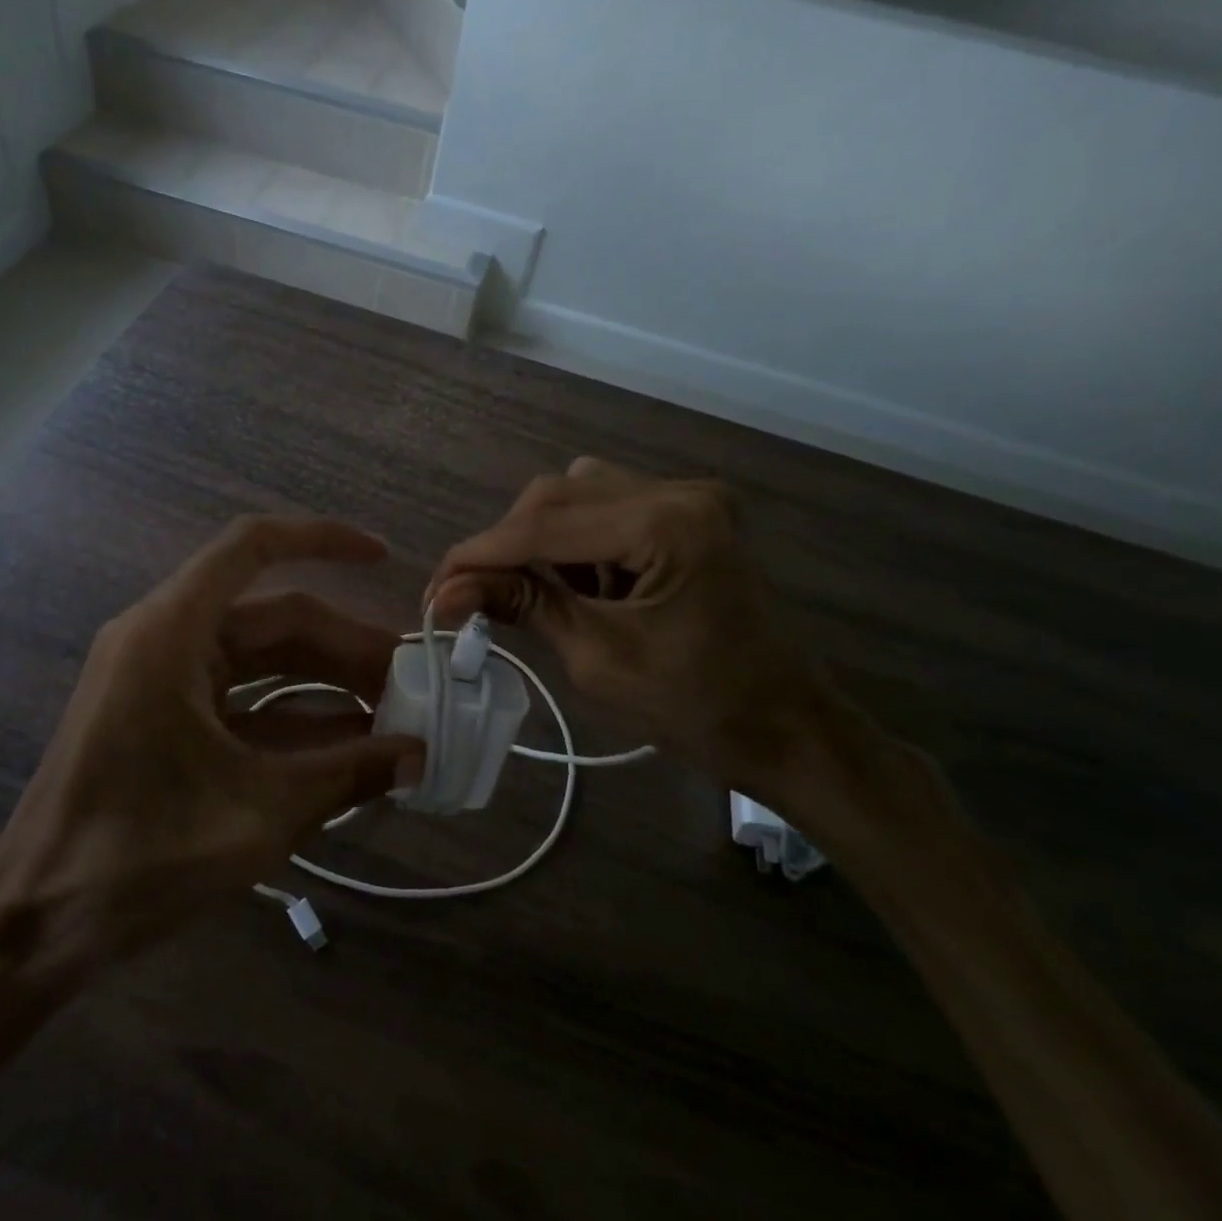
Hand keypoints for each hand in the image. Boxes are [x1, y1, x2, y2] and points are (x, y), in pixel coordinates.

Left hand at [0, 515, 419, 988]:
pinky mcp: (161, 718)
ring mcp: (159, 680)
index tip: (382, 558)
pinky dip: (290, 717)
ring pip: (260, 660)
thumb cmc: (137, 858)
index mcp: (171, 633)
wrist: (33, 926)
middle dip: (343, 647)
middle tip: (409, 684)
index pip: (252, 547)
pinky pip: (239, 699)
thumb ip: (347, 776)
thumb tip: (420, 757)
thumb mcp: (259, 814)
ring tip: (391, 715)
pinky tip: (345, 746)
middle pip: (272, 618)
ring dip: (322, 683)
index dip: (322, 541)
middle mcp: (162, 639)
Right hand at [427, 458, 953, 855]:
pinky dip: (575, 542)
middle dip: (507, 543)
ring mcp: (689, 499)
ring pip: (579, 493)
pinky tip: (575, 585)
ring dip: (540, 538)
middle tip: (471, 594)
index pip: (545, 523)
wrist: (787, 729)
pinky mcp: (689, 515)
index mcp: (667, 524)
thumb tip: (446, 592)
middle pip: (558, 494)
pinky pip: (608, 509)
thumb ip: (523, 606)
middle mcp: (679, 491)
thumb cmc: (697, 708)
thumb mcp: (598, 659)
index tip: (434, 588)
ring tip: (529, 593)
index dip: (479, 554)